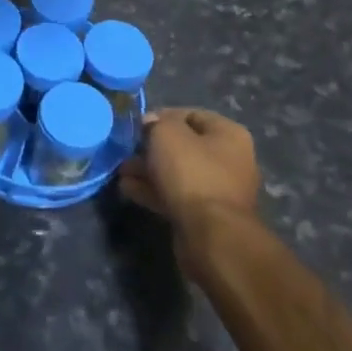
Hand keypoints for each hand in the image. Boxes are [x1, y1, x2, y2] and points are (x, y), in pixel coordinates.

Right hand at [119, 108, 261, 271]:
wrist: (211, 235)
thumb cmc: (192, 173)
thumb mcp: (167, 134)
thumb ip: (156, 123)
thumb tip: (151, 125)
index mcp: (229, 134)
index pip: (192, 115)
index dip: (162, 116)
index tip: (138, 125)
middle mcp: (230, 160)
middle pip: (184, 146)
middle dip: (152, 147)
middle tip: (127, 151)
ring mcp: (219, 190)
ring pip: (177, 172)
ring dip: (149, 170)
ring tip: (122, 172)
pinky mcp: (206, 216)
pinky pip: (176, 195)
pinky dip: (153, 190)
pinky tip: (128, 189)